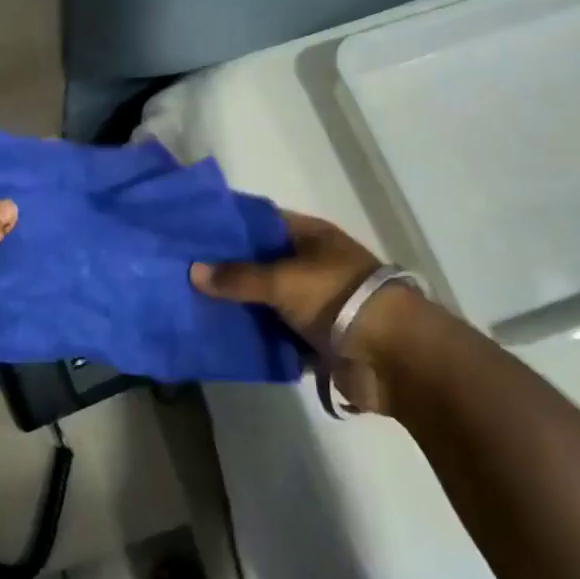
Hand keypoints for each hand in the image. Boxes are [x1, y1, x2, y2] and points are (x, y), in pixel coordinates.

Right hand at [191, 210, 418, 413]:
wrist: (394, 357)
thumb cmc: (338, 299)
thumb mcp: (282, 280)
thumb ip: (238, 277)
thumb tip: (194, 271)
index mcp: (312, 237)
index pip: (263, 221)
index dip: (231, 225)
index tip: (194, 231)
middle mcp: (313, 265)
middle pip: (263, 262)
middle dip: (229, 269)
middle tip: (185, 270)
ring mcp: (316, 303)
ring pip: (268, 300)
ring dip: (241, 306)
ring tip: (195, 305)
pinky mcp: (318, 339)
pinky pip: (278, 334)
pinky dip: (258, 337)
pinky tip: (223, 336)